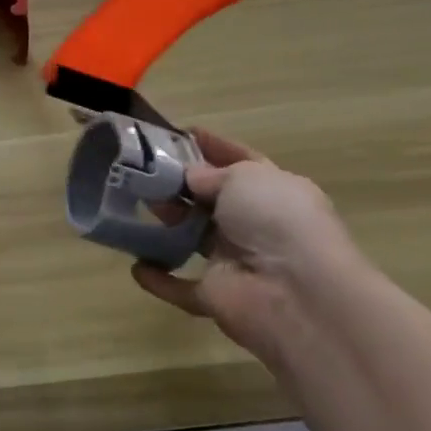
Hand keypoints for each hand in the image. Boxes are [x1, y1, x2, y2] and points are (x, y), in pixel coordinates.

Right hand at [131, 129, 360, 359]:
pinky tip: (137, 267)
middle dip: (181, 184)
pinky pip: (182, 287)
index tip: (180, 132)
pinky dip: (160, 280)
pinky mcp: (217, 297)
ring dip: (168, 223)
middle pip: (213, 201)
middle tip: (144, 168)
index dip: (213, 146)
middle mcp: (259, 226)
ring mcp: (238, 263)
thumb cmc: (276, 219)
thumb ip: (212, 175)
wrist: (297, 294)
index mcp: (275, 192)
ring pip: (194, 238)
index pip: (242, 162)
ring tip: (134, 202)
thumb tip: (191, 178)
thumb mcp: (244, 177)